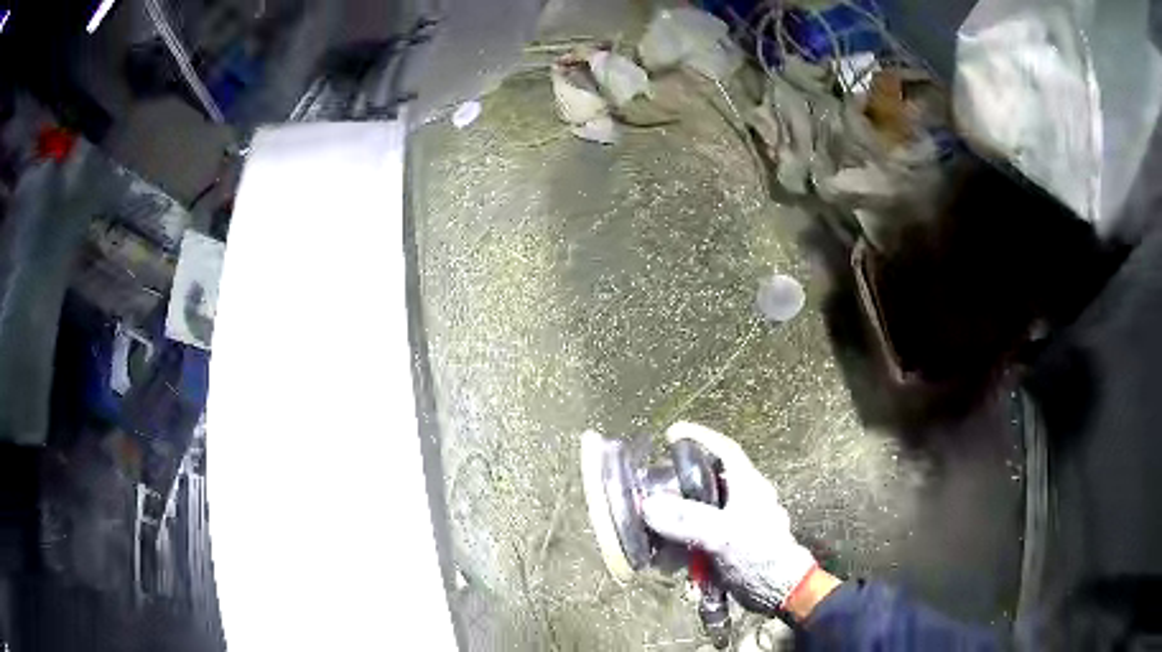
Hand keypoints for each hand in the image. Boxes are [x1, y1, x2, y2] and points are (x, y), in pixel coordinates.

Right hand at [642, 422, 830, 616]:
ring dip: (676, 524)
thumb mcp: (723, 535)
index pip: (724, 450)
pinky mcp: (731, 545)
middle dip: (677, 489)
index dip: (699, 437)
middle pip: (706, 483)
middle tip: (652, 494)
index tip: (671, 434)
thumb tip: (650, 505)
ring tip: (654, 538)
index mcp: (748, 486)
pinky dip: (683, 546)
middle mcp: (743, 499)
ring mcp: (737, 523)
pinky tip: (669, 562)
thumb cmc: (759, 555)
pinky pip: (701, 538)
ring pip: (700, 513)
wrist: (779, 592)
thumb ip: (687, 520)